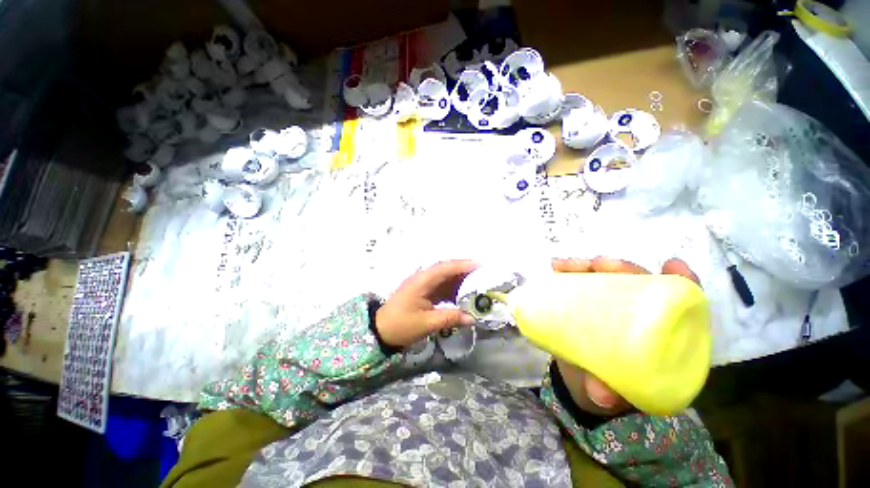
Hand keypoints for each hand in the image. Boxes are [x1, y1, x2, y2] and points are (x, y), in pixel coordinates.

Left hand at [376, 260, 478, 347]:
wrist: (380, 331)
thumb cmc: (401, 325)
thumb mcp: (427, 323)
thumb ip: (450, 318)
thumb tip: (472, 318)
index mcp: (422, 281)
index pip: (445, 268)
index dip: (463, 265)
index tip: (480, 265)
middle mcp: (422, 278)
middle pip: (446, 269)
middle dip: (464, 270)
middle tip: (482, 274)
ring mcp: (422, 284)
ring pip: (444, 277)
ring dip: (459, 279)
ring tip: (477, 284)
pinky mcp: (422, 291)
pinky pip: (440, 286)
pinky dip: (452, 288)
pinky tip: (462, 295)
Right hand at [551, 256, 699, 415]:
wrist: (576, 381)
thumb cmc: (604, 389)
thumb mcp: (608, 394)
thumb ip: (608, 395)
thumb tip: (602, 395)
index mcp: (656, 336)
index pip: (678, 305)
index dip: (680, 282)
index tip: (672, 266)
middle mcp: (635, 315)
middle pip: (637, 283)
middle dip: (623, 269)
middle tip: (600, 265)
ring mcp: (607, 306)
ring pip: (605, 278)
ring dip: (589, 266)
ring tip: (569, 265)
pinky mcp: (582, 302)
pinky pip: (576, 281)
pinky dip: (567, 271)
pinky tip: (556, 266)